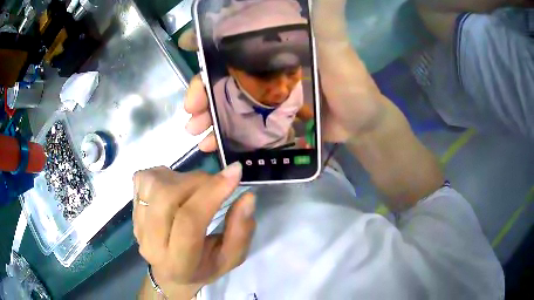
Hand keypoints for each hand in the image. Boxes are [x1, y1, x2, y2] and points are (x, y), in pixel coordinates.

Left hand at [133, 164, 255, 297]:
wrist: (170, 273)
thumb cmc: (203, 267)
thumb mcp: (230, 258)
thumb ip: (241, 231)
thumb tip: (247, 196)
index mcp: (178, 262)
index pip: (189, 221)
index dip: (212, 192)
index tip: (235, 172)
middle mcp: (151, 243)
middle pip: (167, 197)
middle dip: (199, 181)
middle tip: (217, 182)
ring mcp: (137, 224)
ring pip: (154, 184)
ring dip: (182, 177)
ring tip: (196, 187)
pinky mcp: (132, 209)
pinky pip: (144, 178)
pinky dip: (164, 175)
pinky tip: (175, 187)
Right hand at [184, 0, 386, 151]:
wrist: (361, 126)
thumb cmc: (353, 86)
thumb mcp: (339, 50)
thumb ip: (328, 20)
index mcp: (277, 47)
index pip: (236, 38)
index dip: (209, 39)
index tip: (188, 44)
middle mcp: (267, 68)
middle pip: (223, 73)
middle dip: (201, 87)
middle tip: (190, 107)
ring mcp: (267, 95)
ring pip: (227, 100)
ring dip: (207, 114)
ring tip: (195, 129)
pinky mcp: (271, 118)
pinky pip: (240, 123)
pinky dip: (224, 133)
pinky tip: (212, 144)